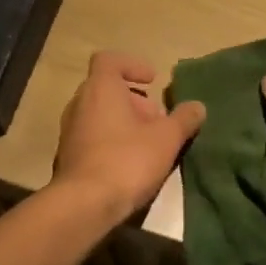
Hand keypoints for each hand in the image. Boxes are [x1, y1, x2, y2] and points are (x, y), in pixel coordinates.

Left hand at [52, 51, 204, 221]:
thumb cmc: (128, 160)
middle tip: (158, 119)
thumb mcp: (167, 138)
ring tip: (149, 143)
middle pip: (107, 89)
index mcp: (100, 89)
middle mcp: (79, 103)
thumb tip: (198, 107)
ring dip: (124, 122)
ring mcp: (70, 131)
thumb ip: (184, 119)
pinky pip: (93, 136)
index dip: (133, 65)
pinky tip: (131, 163)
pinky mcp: (68, 156)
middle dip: (135, 100)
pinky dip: (112, 140)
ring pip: (100, 114)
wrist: (85, 204)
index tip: (153, 81)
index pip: (109, 60)